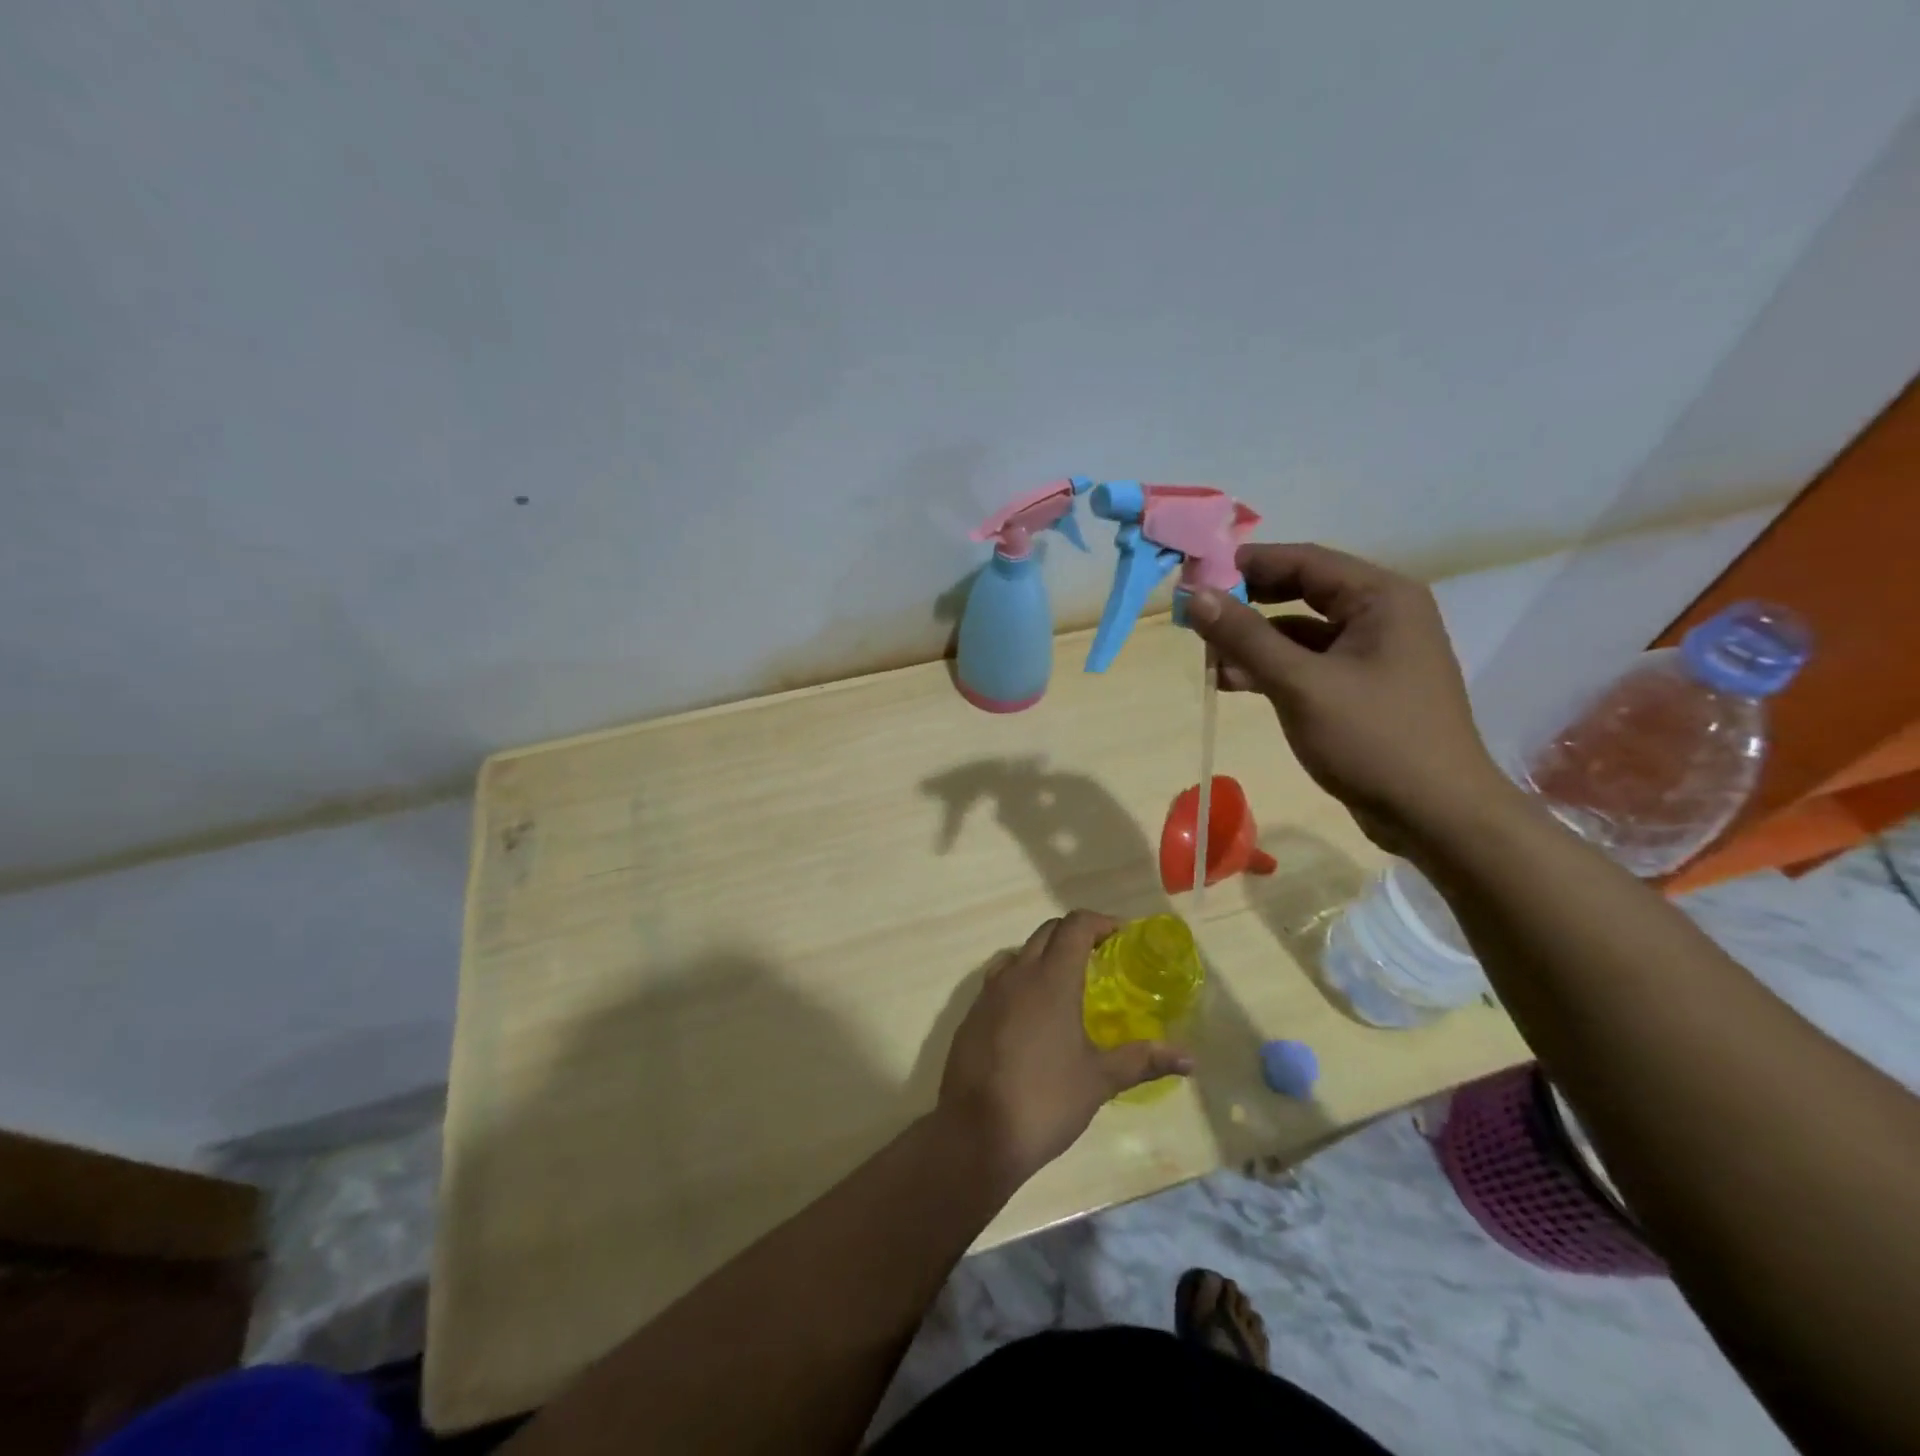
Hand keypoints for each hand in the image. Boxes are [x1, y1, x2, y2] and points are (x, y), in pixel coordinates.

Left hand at [938, 911, 1192, 1186]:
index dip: (1100, 922)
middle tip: (1101, 957)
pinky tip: (1033, 1015)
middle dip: (1074, 934)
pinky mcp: (971, 1015)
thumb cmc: (1046, 1100)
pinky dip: (1020, 981)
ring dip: (1044, 955)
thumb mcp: (1099, 1080)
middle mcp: (1017, 974)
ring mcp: (988, 993)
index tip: (1121, 936)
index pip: (1075, 926)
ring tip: (1067, 984)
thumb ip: (1143, 1060)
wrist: (976, 1133)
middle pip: (1047, 932)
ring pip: (1019, 953)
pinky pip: (999, 980)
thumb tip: (1190, 1059)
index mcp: (1051, 979)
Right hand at [1186, 542, 1510, 854]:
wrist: (1436, 815)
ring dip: (1255, 641)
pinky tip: (1235, 683)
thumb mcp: (1300, 684)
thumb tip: (1194, 594)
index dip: (1248, 563)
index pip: (1304, 560)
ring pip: (1302, 632)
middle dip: (1248, 603)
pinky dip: (1274, 668)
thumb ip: (1245, 637)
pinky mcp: (1364, 689)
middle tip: (1198, 614)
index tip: (1197, 574)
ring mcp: (1375, 654)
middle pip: (1303, 592)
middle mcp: (1383, 615)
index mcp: (1382, 598)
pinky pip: (1310, 664)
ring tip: (1208, 657)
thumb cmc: (1373, 739)